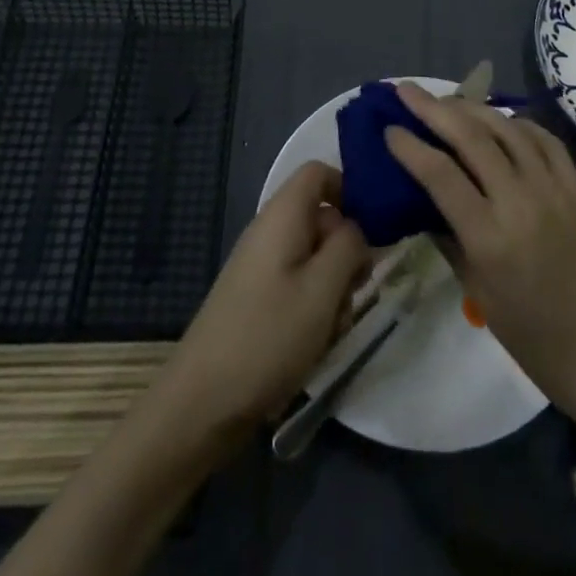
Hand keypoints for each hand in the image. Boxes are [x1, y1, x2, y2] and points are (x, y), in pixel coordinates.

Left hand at [158, 161, 367, 441]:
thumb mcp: (323, 289)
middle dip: (347, 251)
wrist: (201, 404)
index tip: (374, 229)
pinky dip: (315, 307)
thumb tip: (358, 228)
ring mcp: (261, 266)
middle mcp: (270, 231)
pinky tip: (316, 343)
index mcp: (282, 215)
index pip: (319, 172)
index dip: (350, 191)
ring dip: (334, 287)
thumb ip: (350, 246)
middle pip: (322, 218)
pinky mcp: (258, 298)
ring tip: (334, 326)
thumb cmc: (268, 336)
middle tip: (356, 290)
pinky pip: (298, 285)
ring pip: (315, 257)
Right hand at [385, 83, 575, 427]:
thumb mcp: (480, 297)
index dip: (409, 146)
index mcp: (489, 237)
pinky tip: (500, 121)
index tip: (388, 128)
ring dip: (471, 107)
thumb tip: (424, 204)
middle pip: (470, 136)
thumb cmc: (537, 343)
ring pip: (506, 127)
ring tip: (446, 100)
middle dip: (432, 108)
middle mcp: (520, 201)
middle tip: (404, 91)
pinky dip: (516, 123)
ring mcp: (553, 189)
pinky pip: (543, 139)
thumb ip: (450, 241)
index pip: (439, 173)